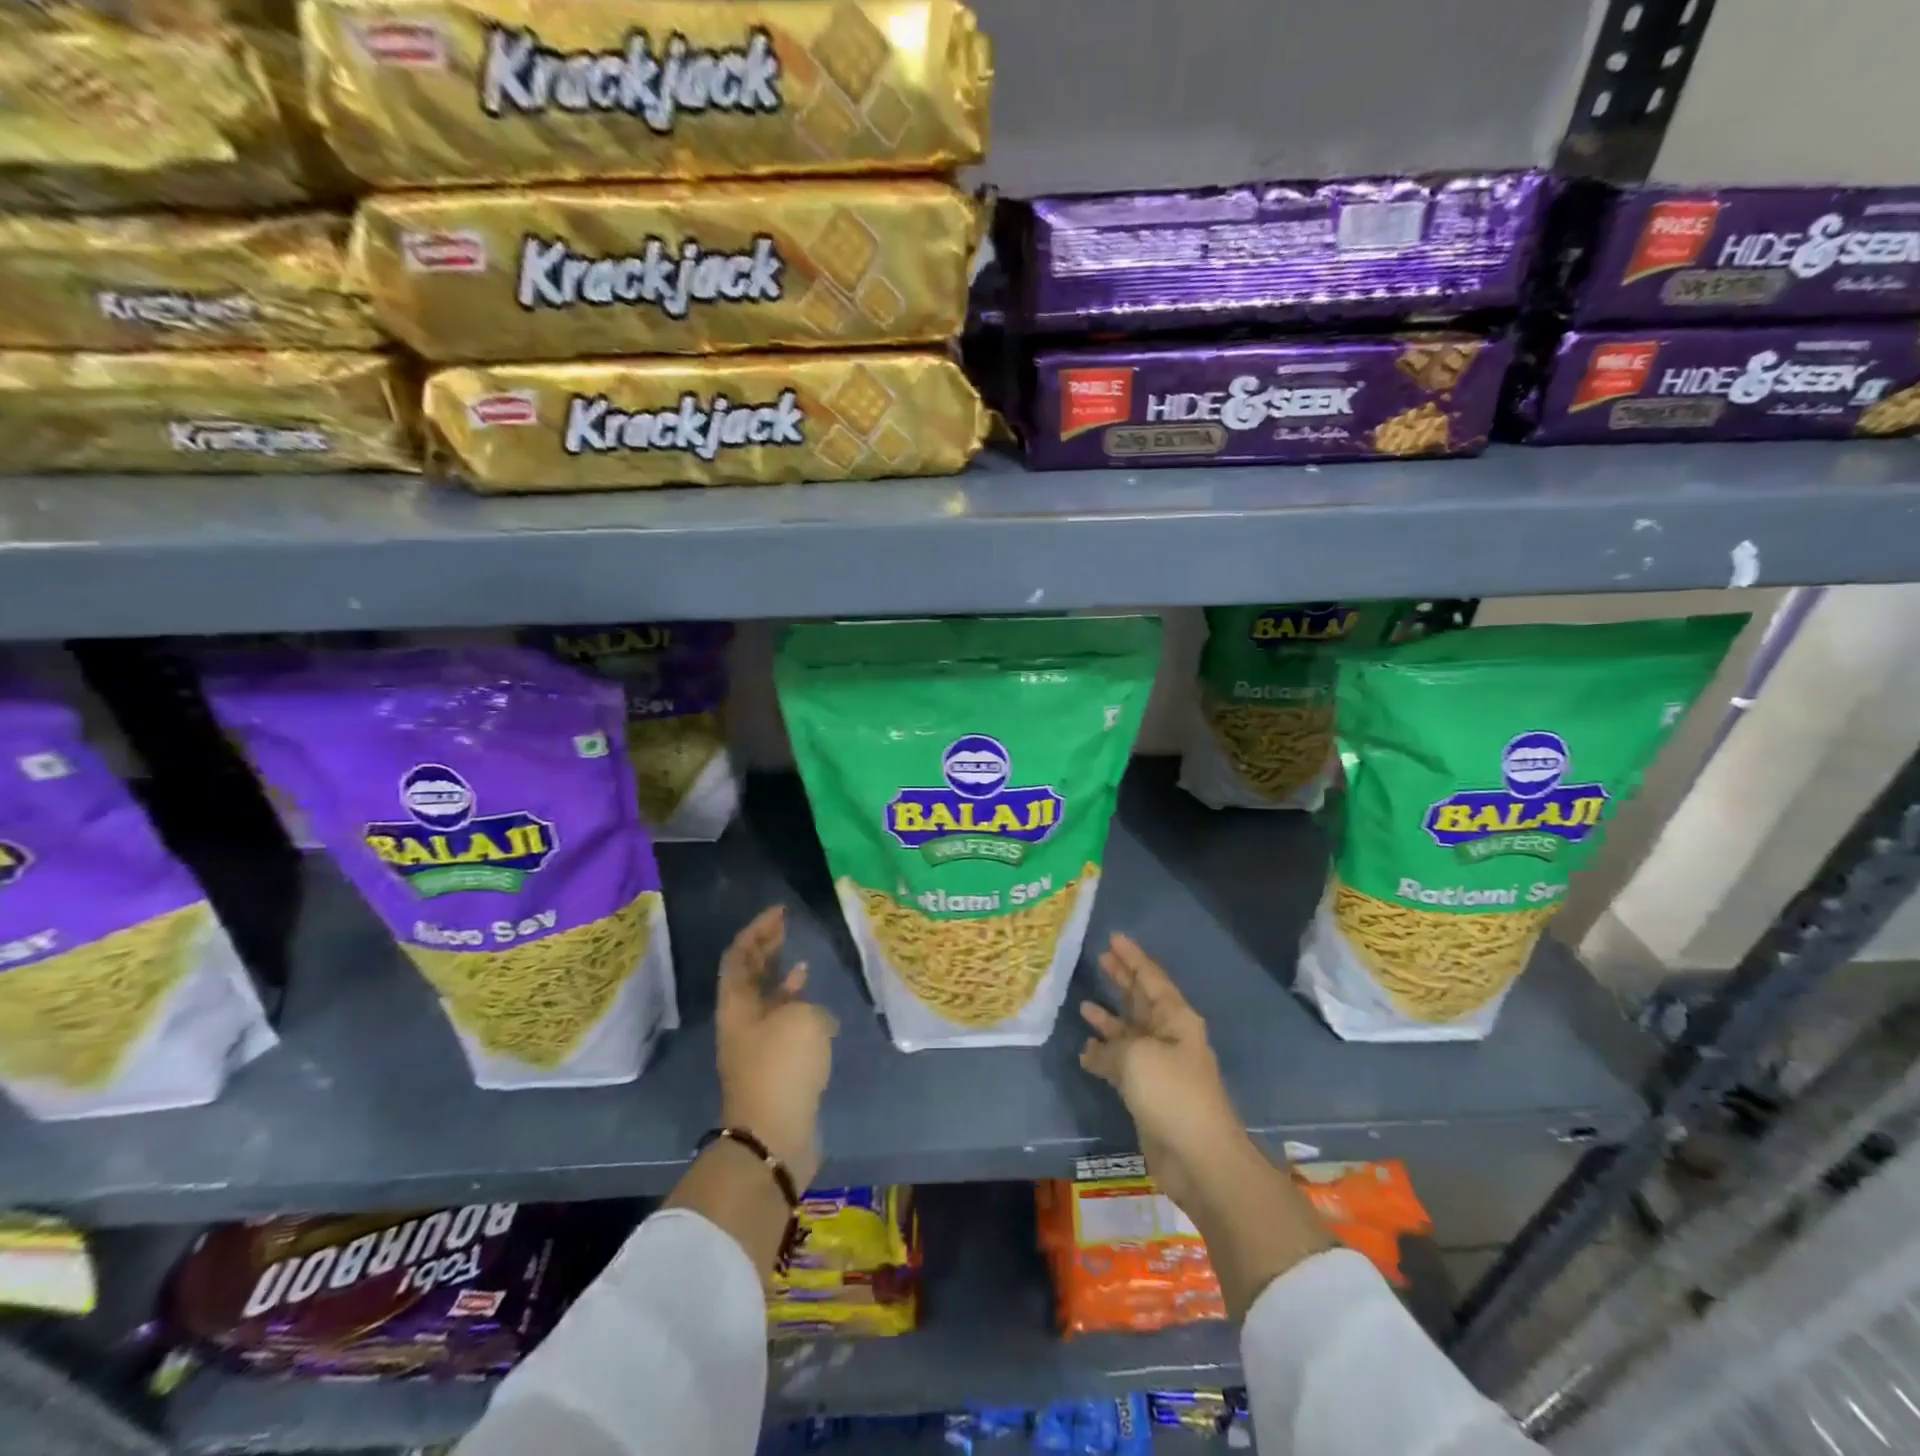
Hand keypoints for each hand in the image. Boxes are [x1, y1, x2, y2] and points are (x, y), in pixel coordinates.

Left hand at [716, 905, 836, 1190]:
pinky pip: (784, 1026)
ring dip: (782, 978)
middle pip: (749, 976)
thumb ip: (807, 1005)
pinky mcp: (775, 1068)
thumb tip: (814, 1019)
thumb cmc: (782, 1067)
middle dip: (766, 949)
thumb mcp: (802, 1019)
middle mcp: (741, 1021)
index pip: (740, 955)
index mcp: (737, 1004)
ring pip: (766, 1001)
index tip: (779, 912)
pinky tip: (819, 1009)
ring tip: (802, 962)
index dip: (757, 929)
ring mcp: (756, 1046)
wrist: (773, 1136)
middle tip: (786, 926)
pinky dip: (799, 1011)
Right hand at [1079, 932, 1248, 1215]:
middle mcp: (1168, 1036)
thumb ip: (1111, 1046)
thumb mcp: (1137, 1056)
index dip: (1132, 958)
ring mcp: (1158, 1066)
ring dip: (1109, 1018)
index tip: (1114, 937)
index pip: (1151, 978)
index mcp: (1175, 1019)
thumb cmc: (1172, 1093)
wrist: (1198, 1158)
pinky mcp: (1148, 1094)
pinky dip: (1104, 1056)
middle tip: (1100, 958)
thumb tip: (1092, 1050)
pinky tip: (1085, 1050)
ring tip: (1084, 1002)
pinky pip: (1121, 1064)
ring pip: (1129, 1032)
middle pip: (1141, 1000)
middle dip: (1122, 980)